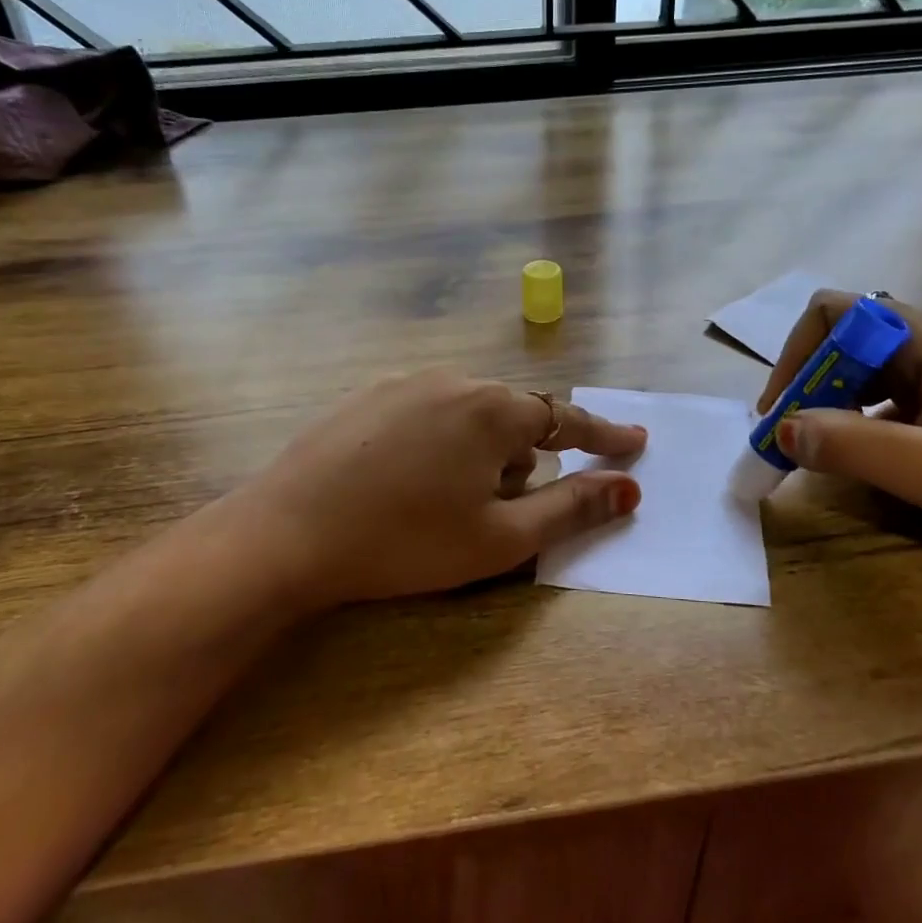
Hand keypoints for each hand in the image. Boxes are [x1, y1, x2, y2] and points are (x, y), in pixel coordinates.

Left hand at [210, 370, 644, 612]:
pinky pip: (428, 412)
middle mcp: (454, 381)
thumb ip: (571, 508)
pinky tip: (407, 482)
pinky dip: (439, 443)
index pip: (567, 418)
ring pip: (469, 414)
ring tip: (445, 503)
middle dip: (524, 458)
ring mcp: (404, 383)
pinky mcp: (366, 396)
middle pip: (514, 417)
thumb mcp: (500, 538)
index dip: (604, 434)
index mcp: (493, 410)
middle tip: (502, 507)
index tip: (635, 441)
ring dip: (479, 452)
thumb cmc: (405, 542)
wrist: (286, 533)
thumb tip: (628, 489)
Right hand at [758, 293, 921, 574]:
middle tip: (791, 437)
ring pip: (861, 368)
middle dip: (807, 383)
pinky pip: (885, 394)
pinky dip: (856, 418)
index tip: (783, 410)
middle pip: (843, 339)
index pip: (835, 313)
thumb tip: (783, 429)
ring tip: (816, 448)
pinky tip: (860, 454)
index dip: (797, 355)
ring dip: (828, 402)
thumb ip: (855, 446)